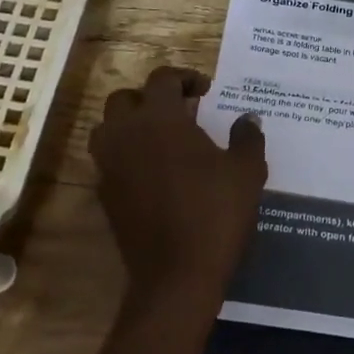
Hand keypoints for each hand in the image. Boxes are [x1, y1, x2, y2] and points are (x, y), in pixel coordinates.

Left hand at [90, 65, 267, 324]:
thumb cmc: (215, 213)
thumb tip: (248, 118)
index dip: (184, 78)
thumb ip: (247, 137)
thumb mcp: (246, 171)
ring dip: (130, 125)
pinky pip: (108, 161)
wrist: (177, 275)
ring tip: (161, 138)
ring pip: (108, 128)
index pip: (162, 79)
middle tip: (181, 111)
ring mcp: (109, 166)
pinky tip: (154, 172)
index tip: (205, 91)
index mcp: (160, 119)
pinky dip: (126, 156)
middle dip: (151, 98)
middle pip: (125, 99)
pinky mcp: (104, 195)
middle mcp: (126, 134)